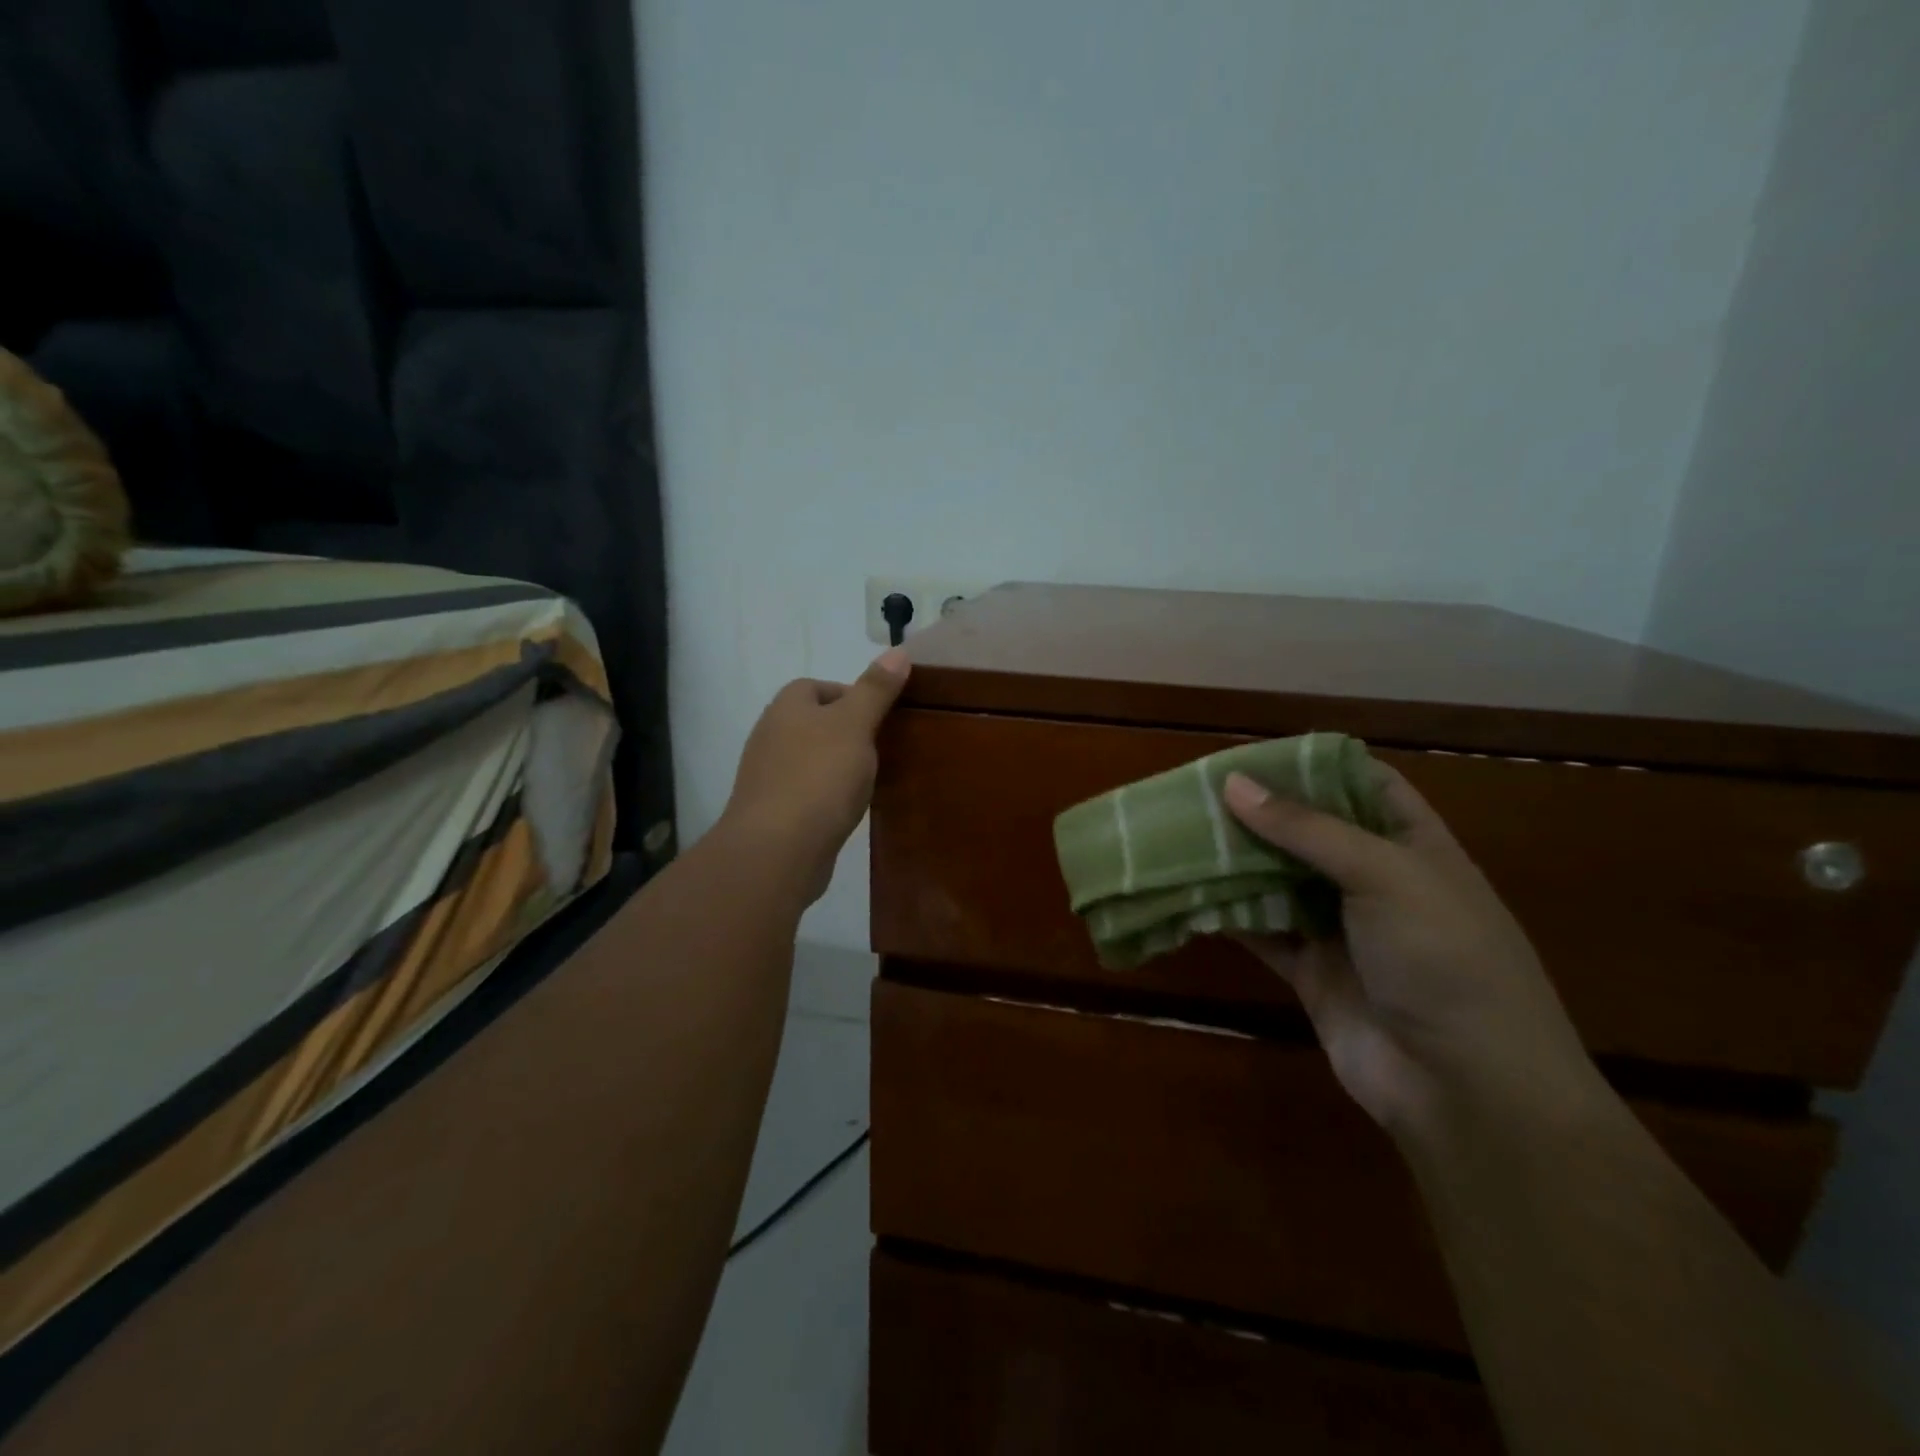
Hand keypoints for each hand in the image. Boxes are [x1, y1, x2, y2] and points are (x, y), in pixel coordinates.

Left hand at [721, 649, 909, 905]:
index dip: (850, 695)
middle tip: (881, 747)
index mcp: (786, 708)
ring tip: (869, 779)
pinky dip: (827, 796)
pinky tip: (846, 810)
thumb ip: (876, 690)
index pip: (816, 686)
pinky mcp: (773, 812)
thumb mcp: (855, 725)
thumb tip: (898, 651)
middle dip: (846, 732)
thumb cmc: (819, 777)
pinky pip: (806, 793)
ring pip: (810, 759)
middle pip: (813, 723)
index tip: (880, 715)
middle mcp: (770, 736)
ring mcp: (767, 776)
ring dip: (836, 766)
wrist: (778, 849)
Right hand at [1223, 764, 1603, 1141]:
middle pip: (1310, 832)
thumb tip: (1231, 783)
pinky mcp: (1311, 971)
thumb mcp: (1385, 875)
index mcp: (1413, 846)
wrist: (1467, 1090)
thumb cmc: (1445, 959)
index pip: (1365, 785)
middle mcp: (1376, 881)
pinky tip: (1186, 892)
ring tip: (1179, 832)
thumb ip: (1306, 828)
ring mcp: (1342, 929)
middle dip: (1260, 811)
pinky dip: (1228, 913)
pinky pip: (1262, 930)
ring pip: (1278, 880)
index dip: (1314, 764)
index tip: (1254, 753)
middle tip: (1196, 791)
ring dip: (1236, 860)